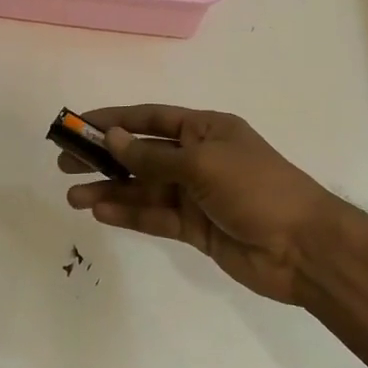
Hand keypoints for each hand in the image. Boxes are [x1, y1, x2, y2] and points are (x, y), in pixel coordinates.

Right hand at [60, 105, 336, 303]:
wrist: (304, 249)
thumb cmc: (257, 189)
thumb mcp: (203, 164)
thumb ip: (154, 157)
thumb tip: (112, 138)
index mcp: (205, 130)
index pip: (150, 119)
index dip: (114, 120)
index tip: (78, 125)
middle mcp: (197, 158)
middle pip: (142, 154)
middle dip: (104, 157)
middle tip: (64, 162)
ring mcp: (196, 194)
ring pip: (144, 189)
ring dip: (110, 190)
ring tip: (73, 196)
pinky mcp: (195, 228)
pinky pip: (155, 216)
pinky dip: (130, 214)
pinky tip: (101, 212)